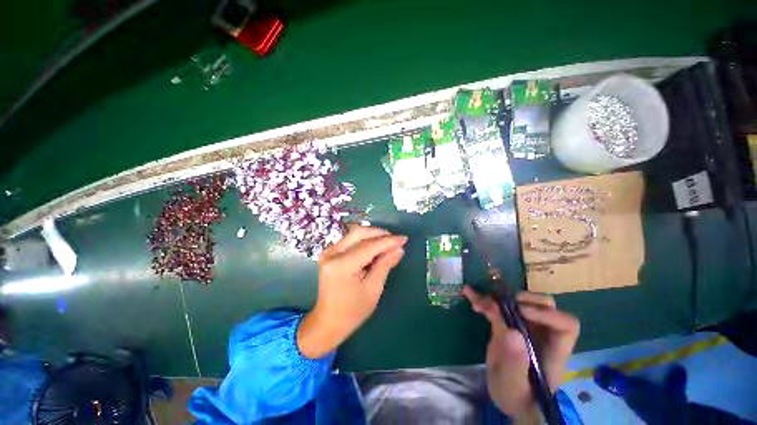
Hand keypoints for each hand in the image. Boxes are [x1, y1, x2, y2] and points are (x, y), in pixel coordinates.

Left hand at [297, 226, 406, 358]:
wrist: (328, 322)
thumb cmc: (352, 311)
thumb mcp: (373, 289)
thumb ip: (385, 265)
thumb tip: (399, 249)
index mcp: (342, 265)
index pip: (369, 246)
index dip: (388, 241)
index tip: (404, 239)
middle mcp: (332, 254)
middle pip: (359, 233)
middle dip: (380, 234)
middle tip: (396, 240)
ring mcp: (328, 252)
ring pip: (355, 234)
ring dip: (373, 236)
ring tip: (388, 243)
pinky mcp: (329, 253)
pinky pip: (350, 240)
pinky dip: (365, 241)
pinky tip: (376, 248)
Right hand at [463, 286, 579, 420]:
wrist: (507, 396)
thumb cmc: (518, 398)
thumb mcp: (515, 386)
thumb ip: (516, 363)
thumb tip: (512, 332)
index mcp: (554, 350)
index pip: (566, 325)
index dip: (546, 314)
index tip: (520, 312)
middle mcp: (543, 334)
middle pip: (545, 306)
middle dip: (522, 300)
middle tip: (500, 305)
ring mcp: (524, 327)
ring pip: (520, 301)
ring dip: (498, 298)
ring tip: (479, 302)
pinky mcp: (507, 324)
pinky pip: (497, 307)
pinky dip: (483, 299)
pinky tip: (470, 294)